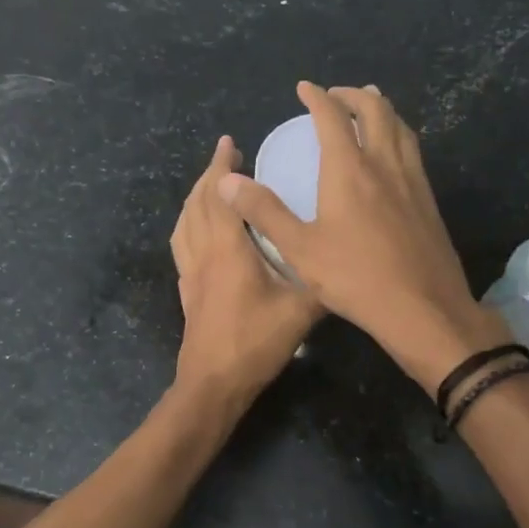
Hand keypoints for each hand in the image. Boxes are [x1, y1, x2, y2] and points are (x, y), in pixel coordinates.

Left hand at [171, 135, 322, 402]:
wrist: (212, 384)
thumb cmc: (255, 343)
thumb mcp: (301, 311)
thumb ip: (322, 283)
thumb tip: (347, 264)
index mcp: (228, 250)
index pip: (221, 196)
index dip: (224, 167)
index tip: (231, 143)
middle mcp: (204, 254)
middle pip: (198, 203)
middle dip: (210, 174)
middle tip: (224, 153)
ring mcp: (190, 273)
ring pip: (184, 222)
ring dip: (195, 197)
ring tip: (210, 185)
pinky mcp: (186, 291)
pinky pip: (181, 244)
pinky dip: (188, 224)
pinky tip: (199, 230)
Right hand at [217, 82, 508, 389]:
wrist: (423, 308)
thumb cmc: (356, 279)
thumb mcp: (300, 249)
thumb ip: (264, 212)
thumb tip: (228, 180)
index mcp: (350, 170)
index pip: (332, 117)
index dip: (317, 97)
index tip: (304, 88)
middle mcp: (385, 165)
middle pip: (375, 111)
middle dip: (354, 95)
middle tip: (336, 95)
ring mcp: (413, 182)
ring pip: (401, 128)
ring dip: (382, 110)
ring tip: (370, 107)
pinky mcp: (429, 202)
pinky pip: (413, 152)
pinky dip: (398, 135)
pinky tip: (394, 155)